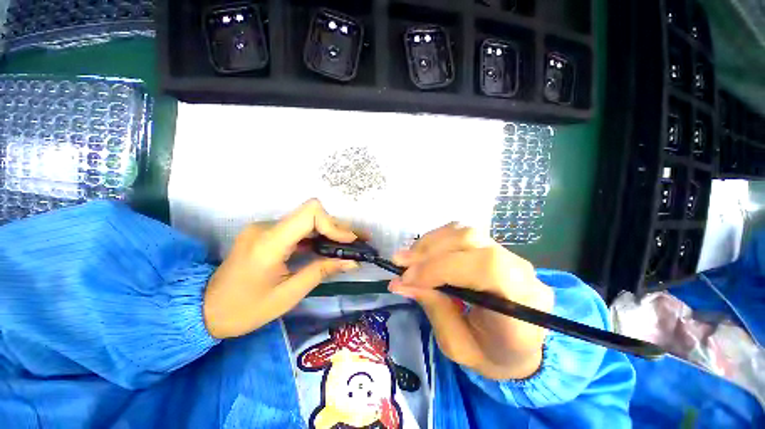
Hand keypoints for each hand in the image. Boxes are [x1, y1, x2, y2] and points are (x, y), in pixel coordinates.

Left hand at [204, 199, 359, 338]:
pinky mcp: (267, 233)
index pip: (310, 213)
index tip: (350, 241)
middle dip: (338, 228)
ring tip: (351, 244)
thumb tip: (352, 261)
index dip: (334, 224)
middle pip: (312, 215)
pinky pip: (298, 229)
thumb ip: (322, 271)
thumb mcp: (289, 294)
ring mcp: (265, 228)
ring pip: (307, 221)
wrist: (204, 309)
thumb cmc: (245, 309)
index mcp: (269, 242)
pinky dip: (317, 237)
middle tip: (360, 241)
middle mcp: (267, 227)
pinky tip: (330, 247)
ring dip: (330, 232)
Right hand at [388, 223, 553, 379]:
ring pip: (465, 232)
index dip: (441, 268)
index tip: (407, 278)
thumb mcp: (458, 346)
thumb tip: (401, 282)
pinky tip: (424, 254)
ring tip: (409, 258)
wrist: (519, 348)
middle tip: (400, 263)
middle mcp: (522, 272)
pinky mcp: (495, 248)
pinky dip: (438, 240)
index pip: (485, 267)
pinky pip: (463, 234)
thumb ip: (434, 307)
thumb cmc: (492, 355)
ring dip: (431, 243)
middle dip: (430, 251)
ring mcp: (510, 255)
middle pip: (472, 240)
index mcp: (523, 306)